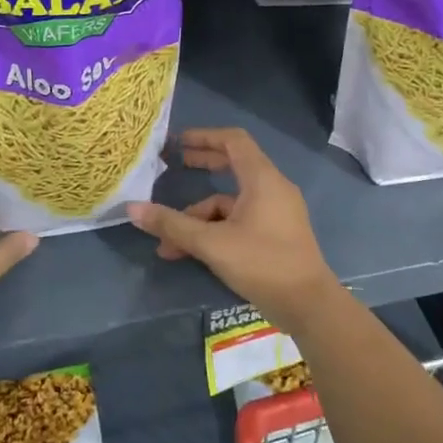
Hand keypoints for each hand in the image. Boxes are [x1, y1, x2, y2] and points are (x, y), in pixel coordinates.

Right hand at [127, 128, 339, 331]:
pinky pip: (240, 220)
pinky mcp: (276, 234)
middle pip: (233, 165)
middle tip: (174, 167)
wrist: (309, 306)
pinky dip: (216, 231)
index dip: (205, 136)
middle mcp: (272, 188)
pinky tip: (192, 254)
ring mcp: (276, 212)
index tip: (178, 142)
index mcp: (262, 179)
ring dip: (200, 217)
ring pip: (231, 203)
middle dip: (202, 166)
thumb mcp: (212, 244)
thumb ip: (173, 225)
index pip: (233, 140)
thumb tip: (132, 209)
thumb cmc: (263, 263)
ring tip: (169, 244)